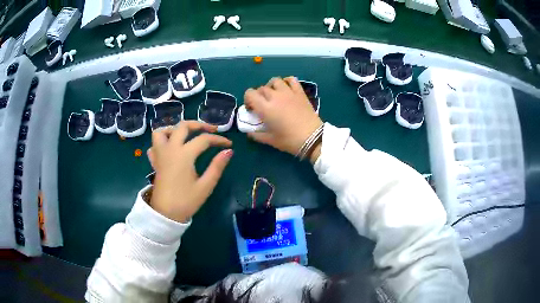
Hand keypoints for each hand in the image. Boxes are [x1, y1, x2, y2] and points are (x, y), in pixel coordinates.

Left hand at [147, 121, 232, 222]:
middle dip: (199, 124)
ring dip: (175, 129)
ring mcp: (160, 154)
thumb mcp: (205, 186)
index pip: (204, 139)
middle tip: (211, 130)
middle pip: (183, 126)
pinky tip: (170, 148)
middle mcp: (170, 149)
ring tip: (186, 136)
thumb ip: (217, 166)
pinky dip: (162, 142)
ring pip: (162, 131)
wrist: (165, 214)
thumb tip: (228, 151)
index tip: (229, 144)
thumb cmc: (186, 201)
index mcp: (184, 154)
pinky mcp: (155, 162)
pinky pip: (154, 145)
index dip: (218, 139)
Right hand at [244, 77, 322, 162]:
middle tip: (263, 105)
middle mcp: (275, 96)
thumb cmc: (289, 140)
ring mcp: (288, 92)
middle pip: (261, 88)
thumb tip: (249, 132)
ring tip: (274, 95)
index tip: (251, 108)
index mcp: (265, 108)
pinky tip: (286, 88)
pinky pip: (291, 80)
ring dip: (271, 86)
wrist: (313, 138)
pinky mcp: (300, 92)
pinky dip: (286, 81)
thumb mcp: (270, 140)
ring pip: (275, 81)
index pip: (250, 93)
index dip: (248, 99)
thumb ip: (257, 135)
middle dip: (259, 95)